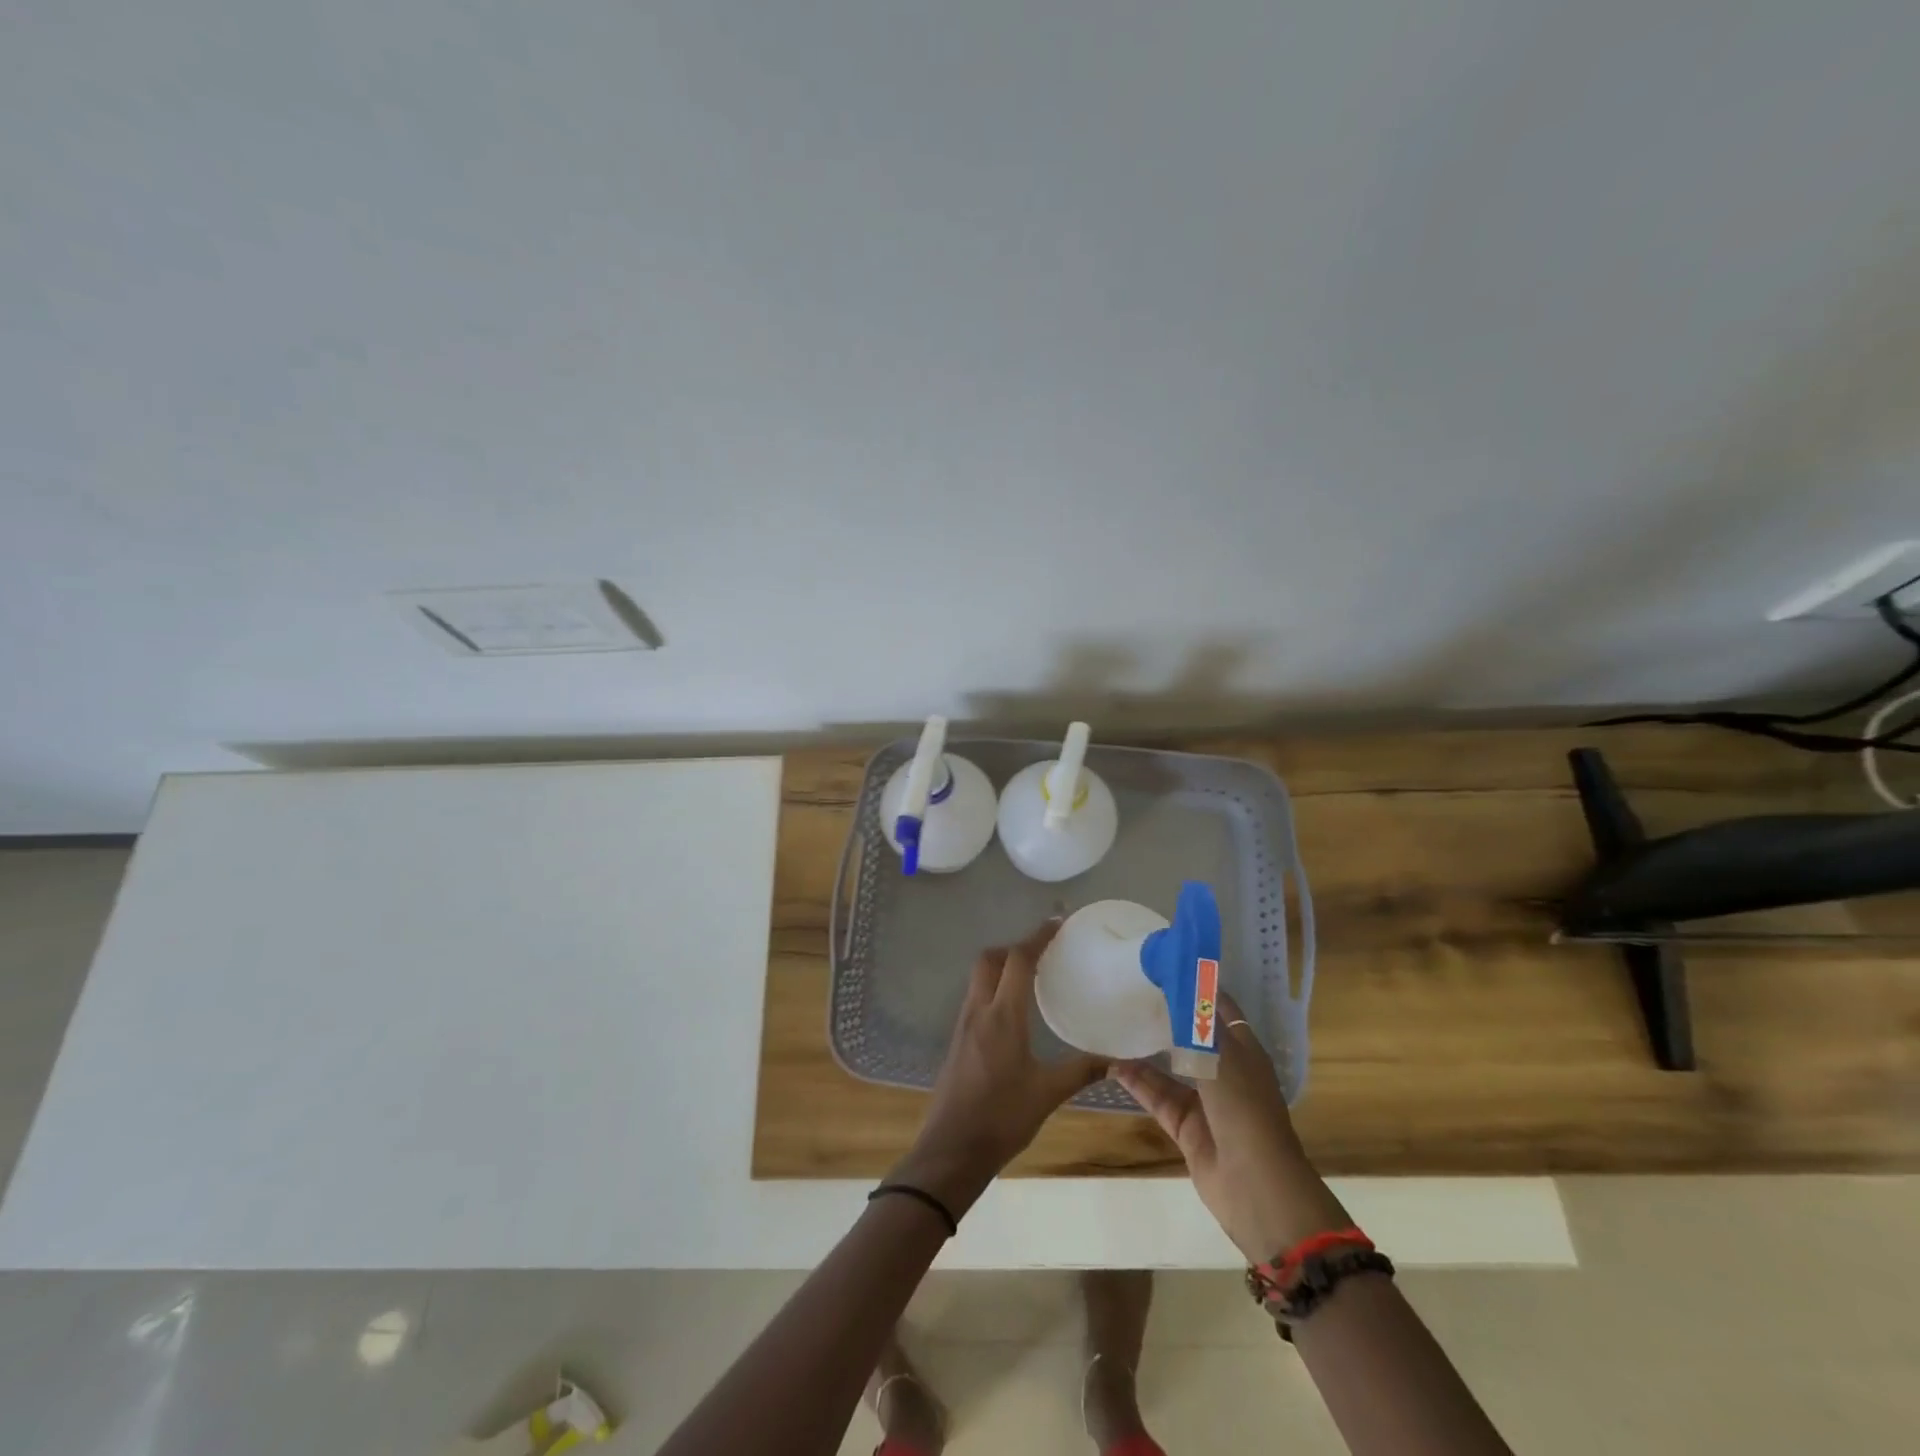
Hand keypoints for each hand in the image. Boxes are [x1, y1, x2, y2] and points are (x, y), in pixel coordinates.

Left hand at [890, 919, 1106, 1218]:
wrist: (951, 1149)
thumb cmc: (1002, 1118)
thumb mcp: (1048, 1094)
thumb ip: (1081, 1071)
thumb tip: (1116, 1060)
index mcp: (1002, 1016)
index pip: (1018, 960)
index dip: (1037, 937)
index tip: (1056, 924)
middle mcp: (979, 1011)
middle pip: (990, 959)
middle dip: (1014, 947)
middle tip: (1042, 952)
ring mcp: (963, 1024)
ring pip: (979, 977)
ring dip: (1001, 966)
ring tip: (1031, 977)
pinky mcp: (957, 1039)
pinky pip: (975, 997)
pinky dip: (993, 988)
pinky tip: (1012, 1011)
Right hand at [1113, 994, 1349, 1263]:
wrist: (1255, 1185)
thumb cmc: (1244, 1109)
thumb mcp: (1221, 1054)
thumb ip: (1197, 1018)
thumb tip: (1182, 978)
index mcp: (1243, 1049)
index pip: (1218, 1006)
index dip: (1195, 984)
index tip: (1163, 961)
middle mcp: (1224, 1070)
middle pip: (1192, 1034)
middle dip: (1165, 1013)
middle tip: (1130, 988)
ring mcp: (1205, 1100)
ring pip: (1170, 1065)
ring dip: (1146, 1048)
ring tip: (1115, 1022)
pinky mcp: (1186, 1126)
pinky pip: (1157, 1096)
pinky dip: (1137, 1082)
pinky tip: (1112, 1064)